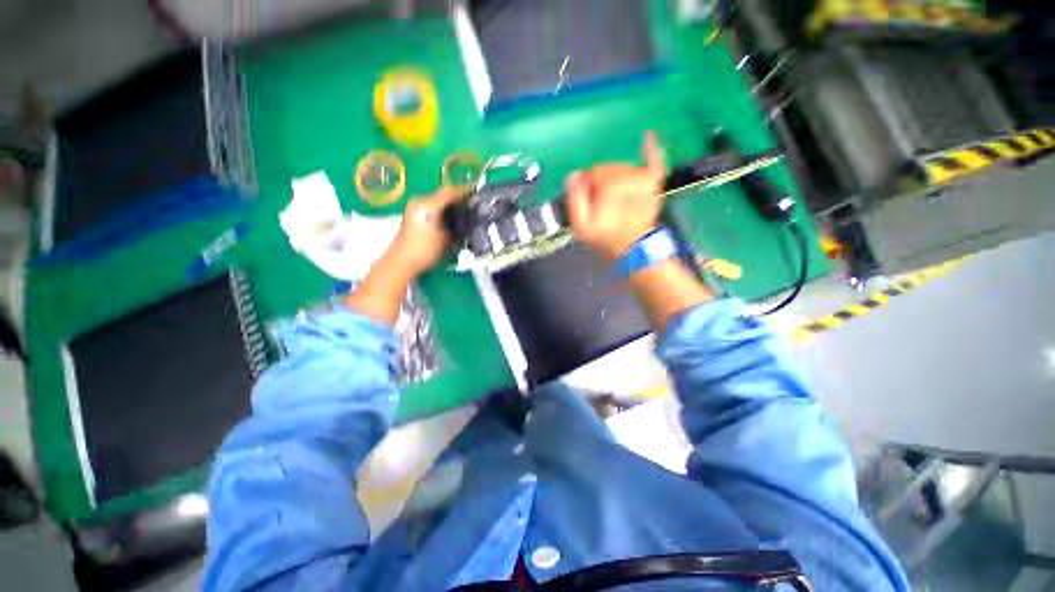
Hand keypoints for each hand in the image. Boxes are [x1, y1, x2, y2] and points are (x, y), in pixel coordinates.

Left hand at [388, 186, 466, 275]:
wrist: (401, 262)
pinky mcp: (412, 216)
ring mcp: (414, 209)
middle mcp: (420, 202)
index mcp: (428, 205)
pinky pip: (431, 209)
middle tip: (471, 209)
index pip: (449, 192)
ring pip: (436, 203)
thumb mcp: (445, 239)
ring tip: (462, 216)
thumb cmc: (425, 250)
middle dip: (457, 201)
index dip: (463, 193)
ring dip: (449, 207)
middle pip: (442, 196)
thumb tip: (467, 220)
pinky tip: (450, 223)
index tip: (475, 197)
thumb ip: (456, 226)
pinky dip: (441, 213)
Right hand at [566, 131, 666, 259]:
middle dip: (600, 182)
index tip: (587, 203)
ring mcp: (643, 178)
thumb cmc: (605, 236)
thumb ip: (575, 198)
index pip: (591, 173)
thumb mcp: (581, 224)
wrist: (632, 248)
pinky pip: (653, 161)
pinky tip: (648, 135)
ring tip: (613, 199)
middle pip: (607, 168)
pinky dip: (651, 149)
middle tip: (600, 204)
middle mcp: (628, 175)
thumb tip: (573, 175)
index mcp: (609, 184)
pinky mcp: (653, 182)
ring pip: (622, 167)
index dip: (586, 187)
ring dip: (614, 177)